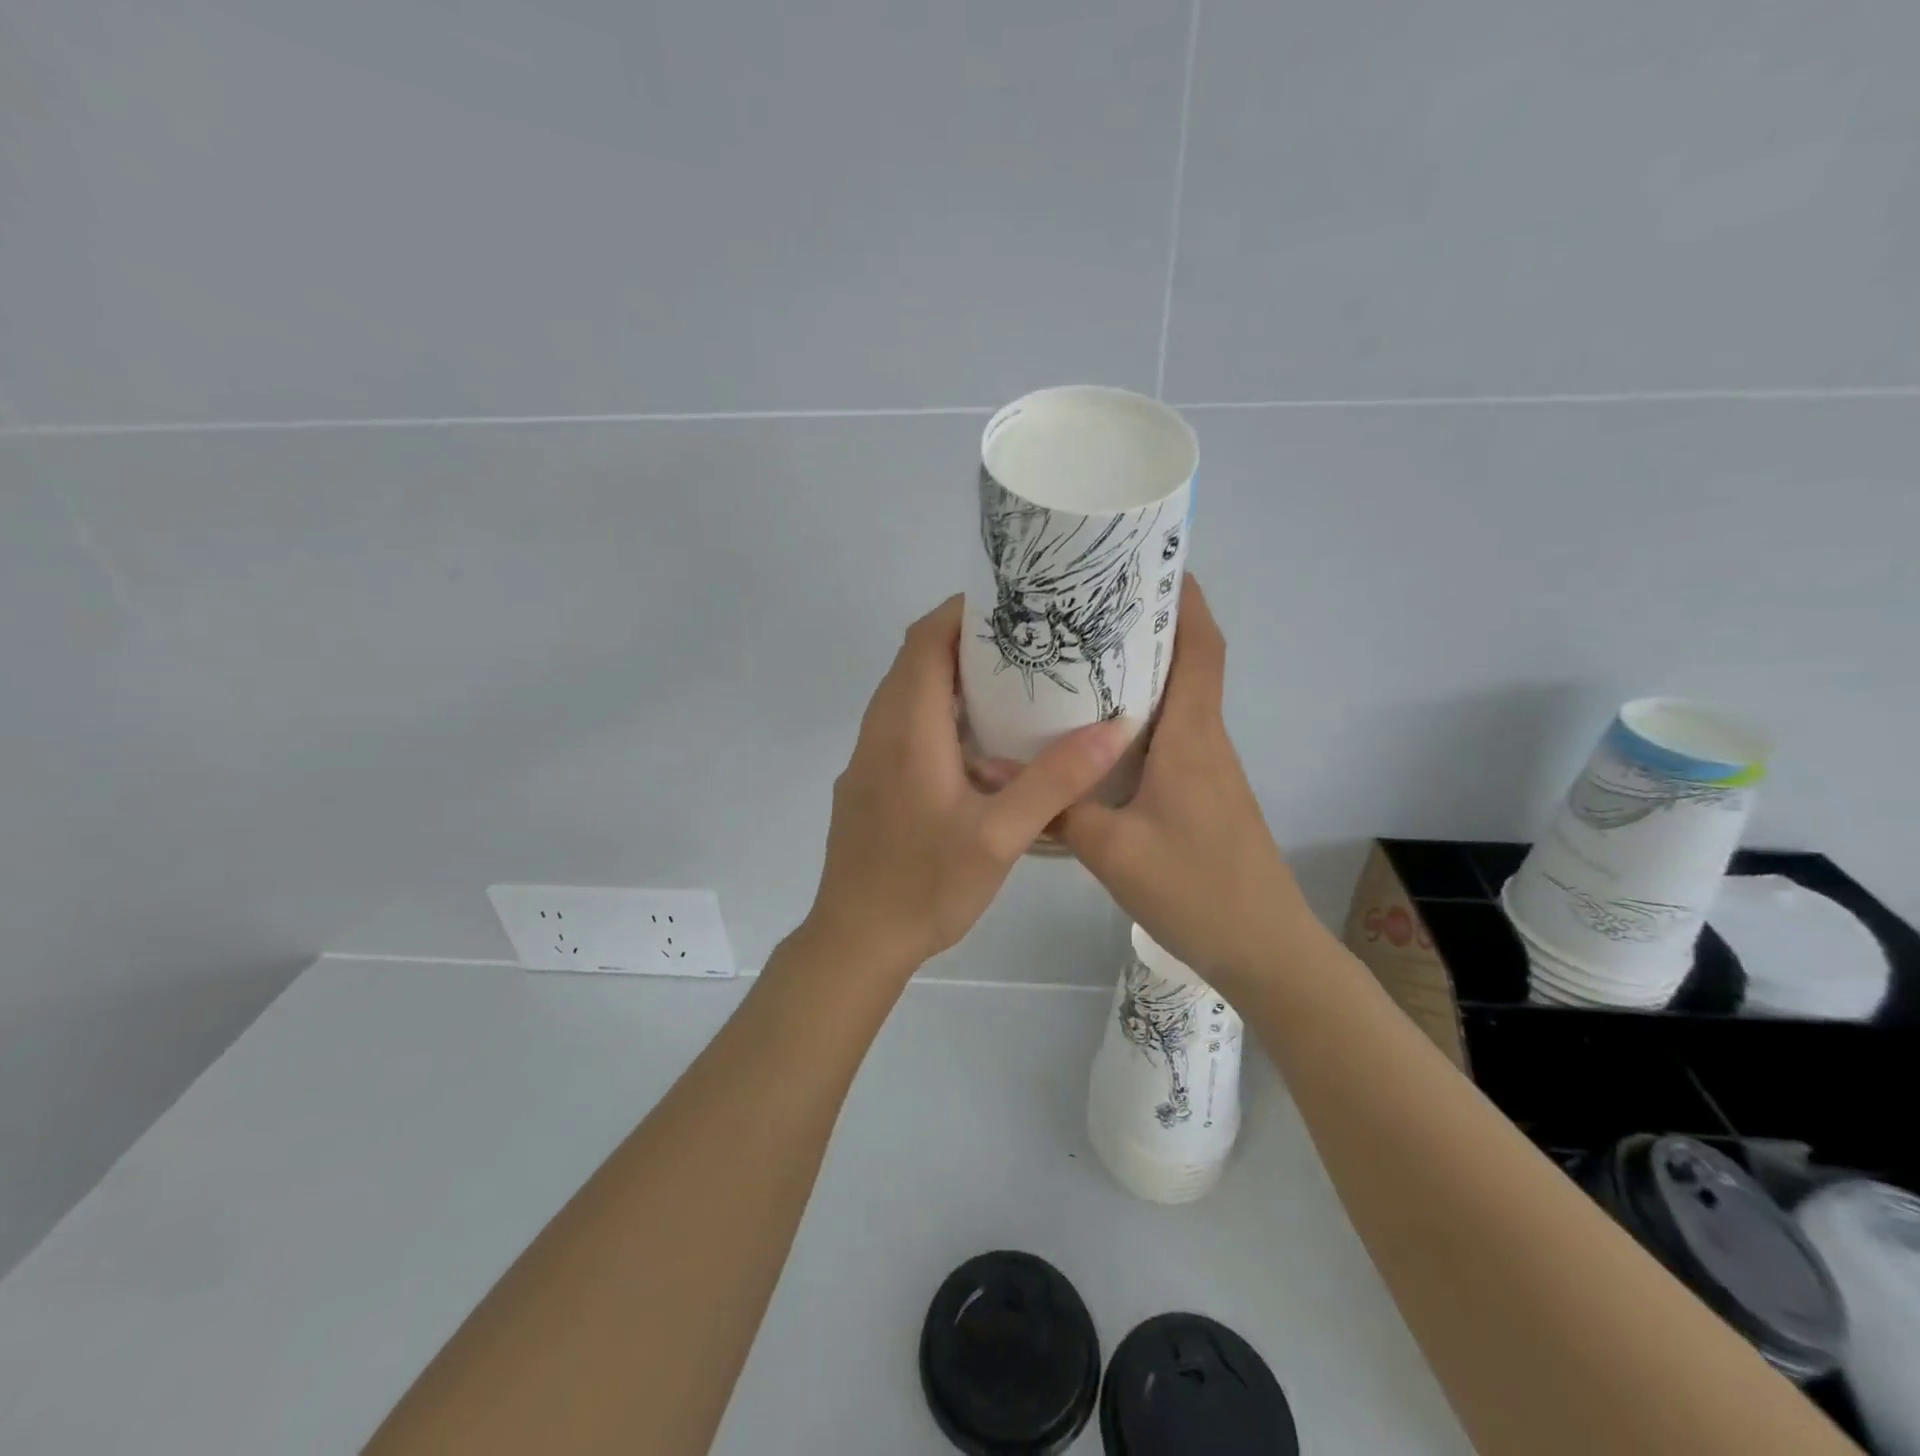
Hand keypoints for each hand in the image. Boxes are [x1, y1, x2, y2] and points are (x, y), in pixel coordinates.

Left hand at [805, 596, 1129, 976]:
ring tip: (1012, 685)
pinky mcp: (868, 784)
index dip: (963, 612)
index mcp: (907, 729)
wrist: (856, 940)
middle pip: (915, 660)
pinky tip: (980, 745)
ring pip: (907, 694)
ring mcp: (868, 759)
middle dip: (965, 640)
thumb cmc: (925, 886)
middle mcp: (879, 732)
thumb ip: (1054, 781)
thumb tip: (1113, 729)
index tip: (1013, 606)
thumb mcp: (1000, 837)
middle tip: (1027, 643)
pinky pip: (901, 726)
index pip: (925, 640)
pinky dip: (938, 713)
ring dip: (951, 679)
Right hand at [1055, 578, 1308, 991]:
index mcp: (1192, 737)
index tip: (1148, 565)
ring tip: (1076, 664)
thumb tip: (992, 769)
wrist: (1265, 950)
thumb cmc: (1198, 890)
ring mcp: (1207, 771)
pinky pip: (1169, 739)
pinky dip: (1137, 721)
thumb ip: (1056, 807)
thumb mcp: (1112, 851)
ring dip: (1139, 675)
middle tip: (1084, 613)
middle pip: (1186, 664)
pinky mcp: (1201, 797)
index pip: (1201, 647)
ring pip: (1175, 703)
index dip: (1184, 600)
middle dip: (1146, 629)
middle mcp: (1205, 741)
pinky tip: (1092, 739)